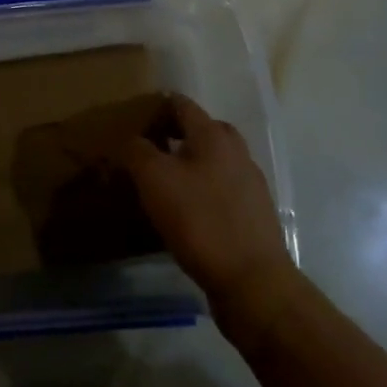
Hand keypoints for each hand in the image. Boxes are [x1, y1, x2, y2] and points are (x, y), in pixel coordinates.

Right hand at [122, 95, 294, 306]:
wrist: (253, 282)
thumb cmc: (199, 220)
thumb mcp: (154, 179)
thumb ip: (137, 151)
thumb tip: (132, 140)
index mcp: (213, 135)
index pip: (181, 104)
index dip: (156, 108)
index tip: (133, 123)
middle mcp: (236, 151)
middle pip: (202, 130)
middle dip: (174, 135)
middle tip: (148, 153)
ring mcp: (250, 183)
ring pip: (214, 160)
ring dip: (189, 164)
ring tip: (164, 185)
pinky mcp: (254, 213)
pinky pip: (222, 188)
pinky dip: (203, 190)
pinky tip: (187, 212)